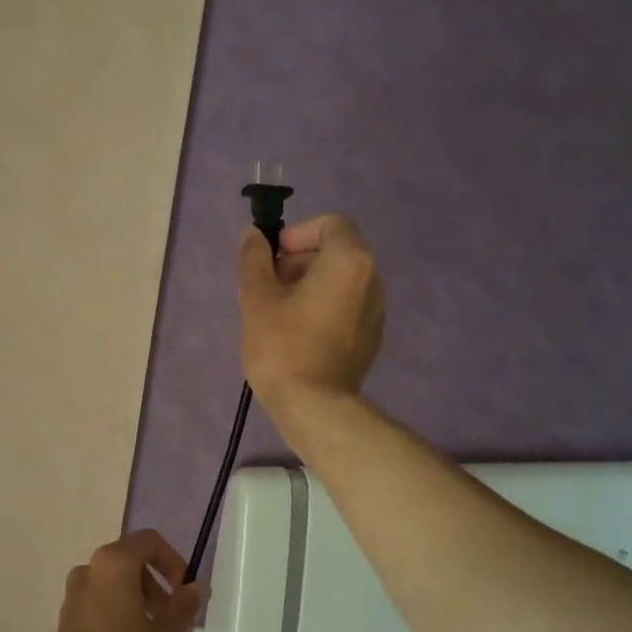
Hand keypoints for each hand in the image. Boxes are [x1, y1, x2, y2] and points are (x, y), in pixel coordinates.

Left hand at [36, 530, 204, 631]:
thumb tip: (195, 587)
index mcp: (113, 564)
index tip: (185, 594)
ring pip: (120, 594)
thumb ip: (184, 607)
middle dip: (161, 596)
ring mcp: (74, 599)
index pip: (150, 542)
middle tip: (179, 630)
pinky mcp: (67, 625)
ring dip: (147, 615)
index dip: (174, 562)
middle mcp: (89, 572)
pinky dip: (125, 625)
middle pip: (134, 569)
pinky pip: (104, 611)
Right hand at [238, 213, 384, 417]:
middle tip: (269, 285)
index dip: (298, 233)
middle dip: (301, 260)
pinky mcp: (371, 338)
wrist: (314, 407)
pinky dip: (324, 306)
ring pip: (341, 280)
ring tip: (279, 311)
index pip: (331, 224)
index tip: (273, 257)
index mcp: (349, 262)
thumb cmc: (283, 346)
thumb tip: (255, 236)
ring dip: (310, 284)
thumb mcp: (257, 297)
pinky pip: (347, 306)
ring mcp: (376, 311)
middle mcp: (372, 280)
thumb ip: (254, 258)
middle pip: (337, 251)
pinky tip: (298, 333)